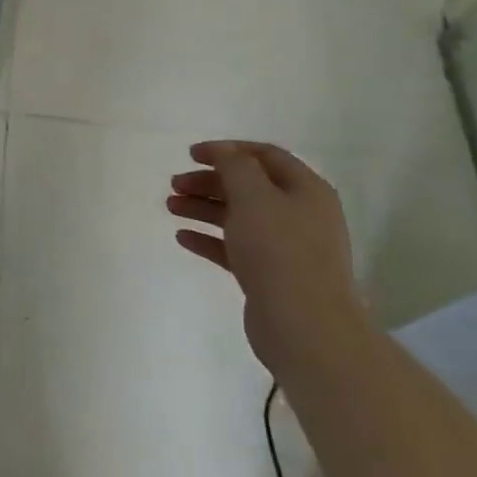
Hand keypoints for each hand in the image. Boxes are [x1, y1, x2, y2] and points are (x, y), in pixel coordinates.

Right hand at [166, 140, 367, 373]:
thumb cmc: (279, 251)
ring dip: (203, 208)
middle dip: (209, 181)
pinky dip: (209, 239)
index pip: (264, 156)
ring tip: (170, 207)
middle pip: (248, 187)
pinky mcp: (270, 275)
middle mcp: (299, 214)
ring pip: (238, 217)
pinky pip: (235, 248)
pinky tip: (182, 237)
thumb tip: (224, 150)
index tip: (190, 154)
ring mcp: (286, 247)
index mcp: (305, 189)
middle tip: (174, 184)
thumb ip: (235, 166)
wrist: (305, 326)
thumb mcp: (254, 196)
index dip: (227, 150)